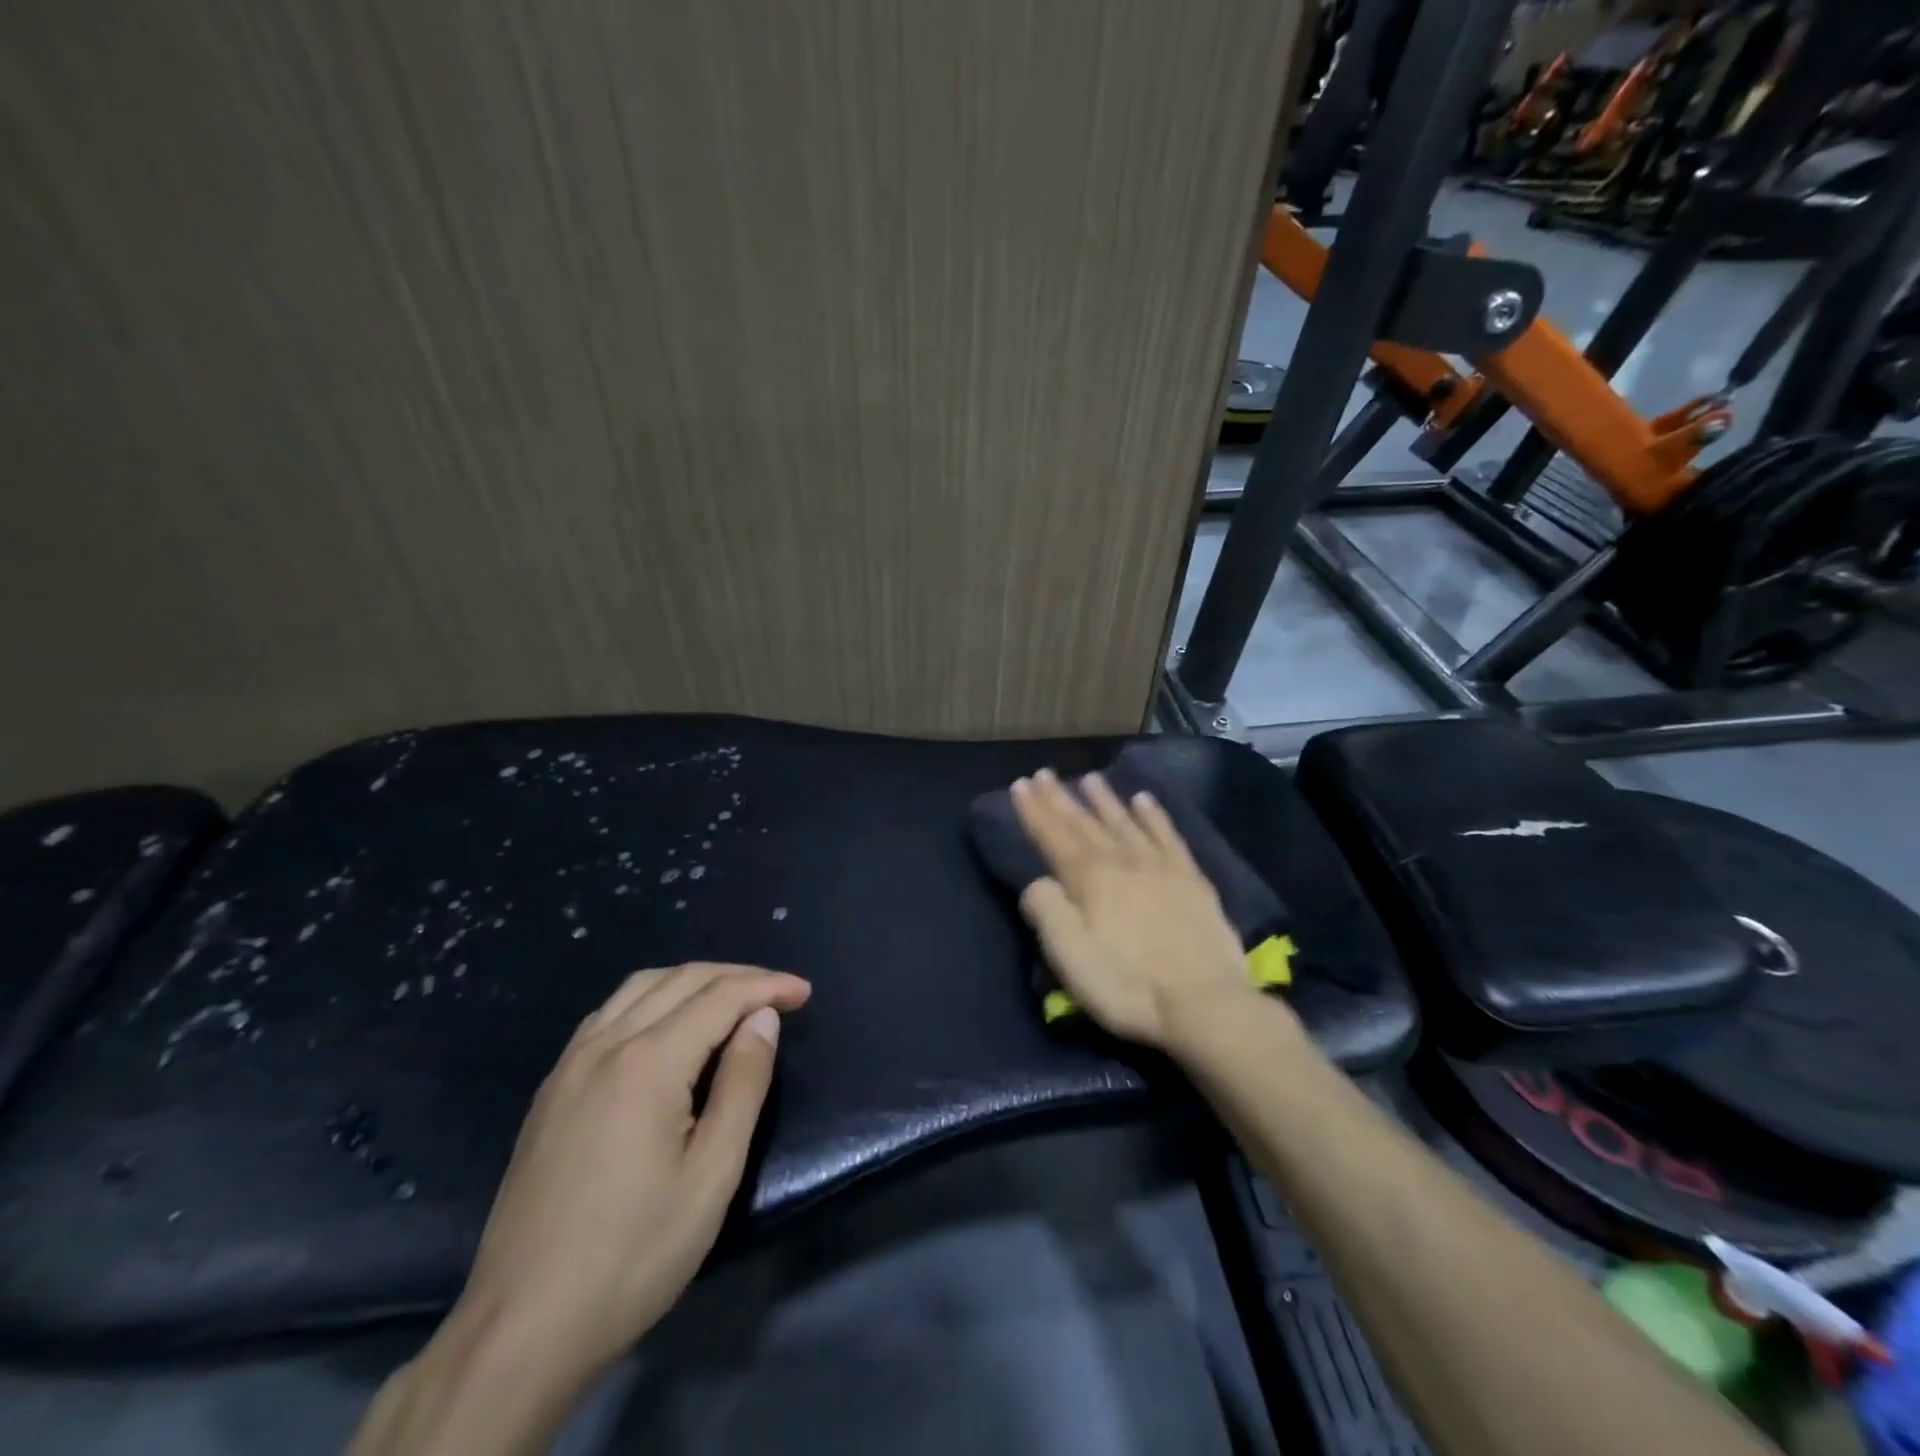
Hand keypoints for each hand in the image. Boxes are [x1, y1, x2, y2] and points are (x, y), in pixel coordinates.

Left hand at [453, 962, 810, 1373]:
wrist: (521, 1328)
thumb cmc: (633, 1254)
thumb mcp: (712, 1174)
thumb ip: (743, 1085)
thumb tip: (762, 1019)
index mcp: (647, 1063)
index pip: (719, 997)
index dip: (767, 987)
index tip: (804, 992)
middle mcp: (605, 1045)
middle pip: (680, 980)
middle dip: (736, 976)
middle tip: (777, 992)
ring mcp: (570, 1065)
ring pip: (639, 987)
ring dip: (693, 980)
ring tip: (731, 998)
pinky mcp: (551, 1089)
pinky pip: (609, 1013)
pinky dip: (652, 998)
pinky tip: (666, 1025)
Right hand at [1010, 768, 1258, 1048]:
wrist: (1205, 1003)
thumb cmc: (1128, 985)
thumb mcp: (1070, 958)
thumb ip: (1047, 912)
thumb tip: (1036, 882)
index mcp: (1089, 880)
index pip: (1053, 836)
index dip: (1035, 811)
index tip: (1021, 784)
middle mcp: (1122, 862)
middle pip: (1085, 824)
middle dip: (1061, 798)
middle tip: (1044, 774)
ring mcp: (1160, 867)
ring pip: (1125, 822)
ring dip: (1104, 800)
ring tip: (1089, 778)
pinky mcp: (1191, 878)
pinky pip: (1167, 835)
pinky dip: (1154, 815)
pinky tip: (1145, 800)